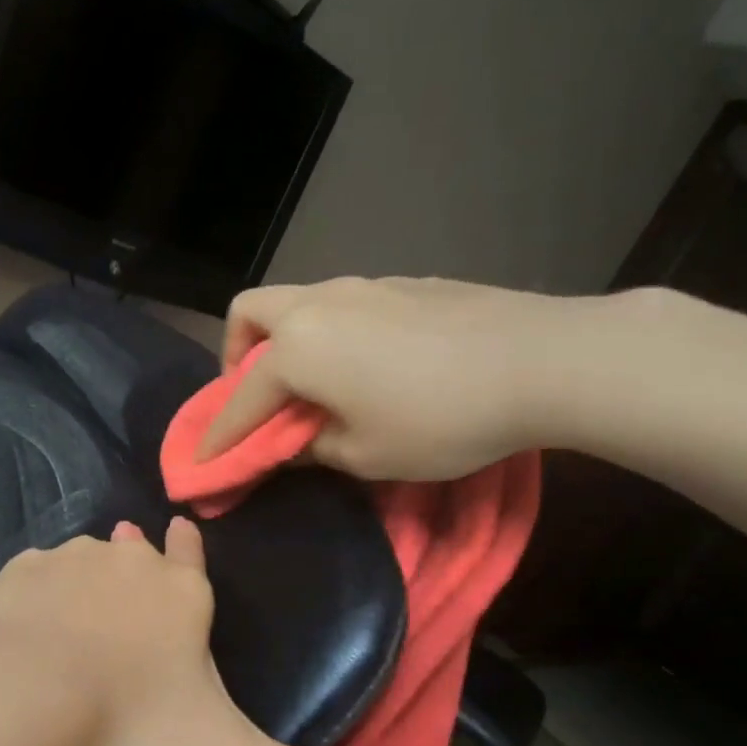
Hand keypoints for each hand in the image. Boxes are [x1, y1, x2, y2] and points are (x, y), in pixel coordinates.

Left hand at [0, 518, 329, 745]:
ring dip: (87, 579)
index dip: (186, 547)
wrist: (28, 698)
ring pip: (87, 561)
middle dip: (135, 566)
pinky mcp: (22, 573)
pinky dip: (39, 594)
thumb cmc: (132, 722)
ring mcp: (72, 561)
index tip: (178, 527)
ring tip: (77, 610)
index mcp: (182, 595)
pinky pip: (37, 576)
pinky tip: (31, 621)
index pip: (191, 557)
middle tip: (124, 588)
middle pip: (137, 556)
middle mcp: (130, 563)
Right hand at [203, 275, 588, 480]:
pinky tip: (368, 366)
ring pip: (298, 302)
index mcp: (298, 348)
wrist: (545, 361)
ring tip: (314, 384)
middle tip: (256, 396)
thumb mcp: (364, 455)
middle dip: (236, 356)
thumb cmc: (440, 419)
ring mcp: (364, 285)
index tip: (202, 462)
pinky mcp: (404, 283)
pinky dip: (331, 334)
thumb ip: (310, 448)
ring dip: (286, 342)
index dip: (219, 436)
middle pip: (250, 314)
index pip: (240, 399)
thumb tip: (289, 443)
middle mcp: (319, 304)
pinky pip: (344, 305)